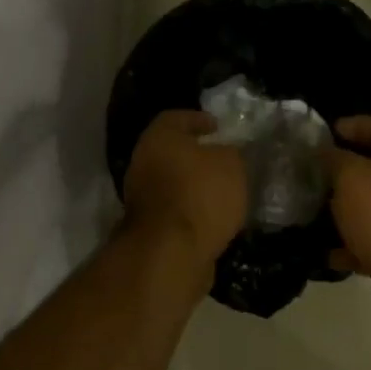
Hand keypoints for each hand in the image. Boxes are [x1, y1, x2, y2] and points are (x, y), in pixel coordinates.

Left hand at [121, 110, 247, 266]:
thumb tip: (223, 153)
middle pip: (170, 151)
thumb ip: (228, 152)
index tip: (217, 127)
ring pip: (171, 181)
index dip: (198, 120)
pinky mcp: (148, 226)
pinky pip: (173, 208)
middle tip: (220, 159)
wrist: (172, 251)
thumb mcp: (230, 164)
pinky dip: (189, 208)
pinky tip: (211, 215)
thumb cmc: (201, 194)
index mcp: (158, 138)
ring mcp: (141, 197)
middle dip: (194, 155)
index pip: (176, 118)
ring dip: (192, 184)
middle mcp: (143, 162)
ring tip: (221, 190)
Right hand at [325, 116, 370, 286]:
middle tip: (314, 172)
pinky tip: (328, 252)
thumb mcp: (352, 178)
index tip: (324, 132)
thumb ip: (335, 159)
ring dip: (346, 210)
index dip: (353, 125)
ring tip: (315, 211)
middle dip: (345, 171)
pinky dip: (353, 244)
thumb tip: (325, 151)